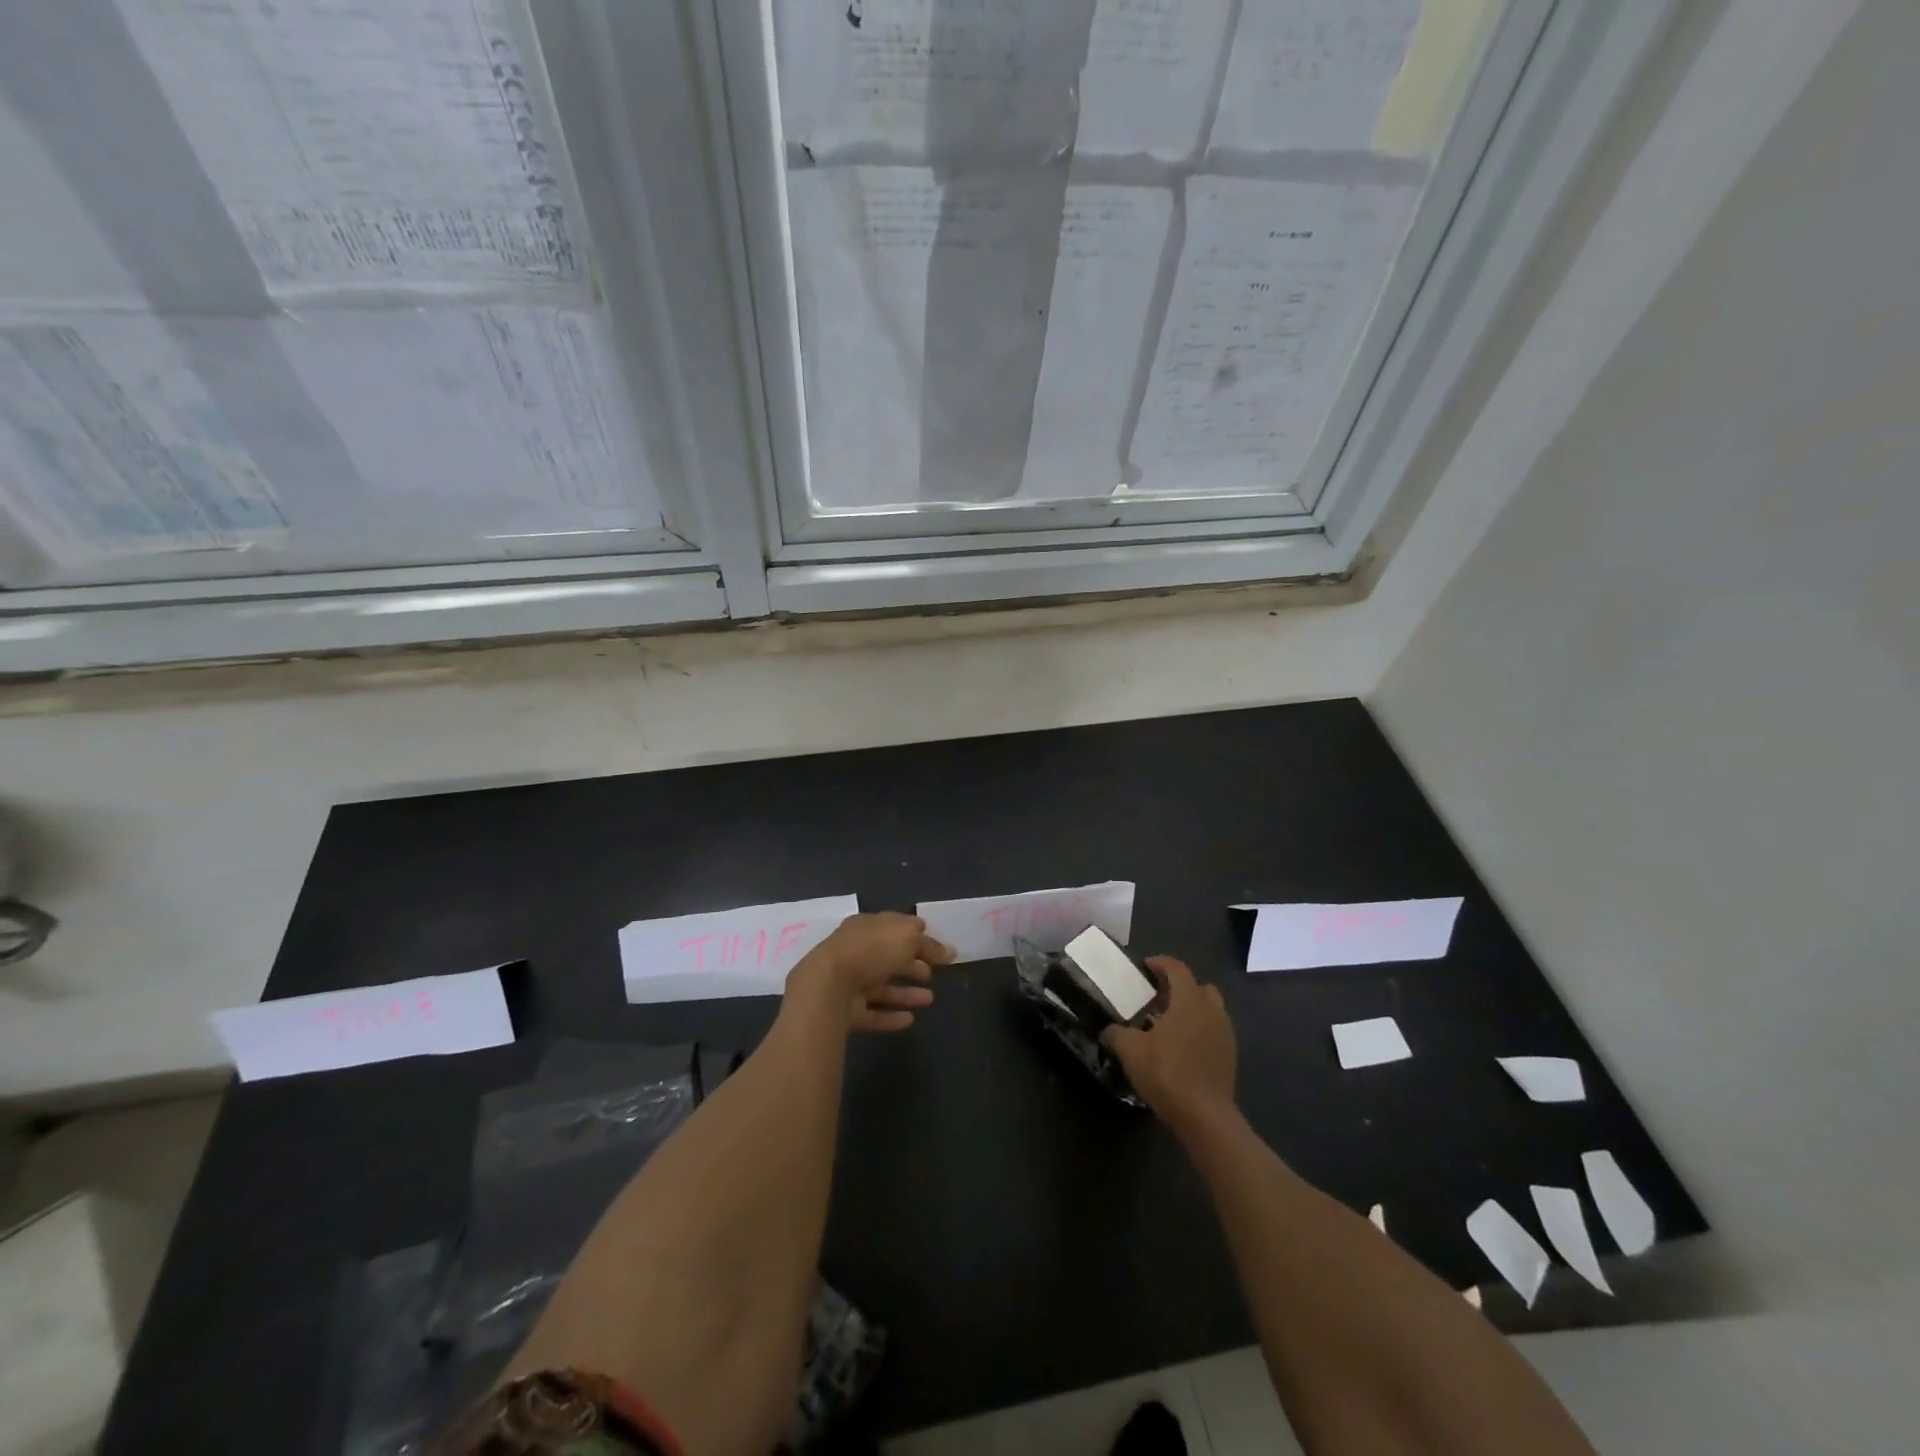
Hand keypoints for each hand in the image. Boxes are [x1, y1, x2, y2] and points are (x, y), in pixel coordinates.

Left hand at [787, 912, 955, 1032]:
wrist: (828, 987)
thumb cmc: (870, 951)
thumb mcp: (907, 938)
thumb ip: (928, 944)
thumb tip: (947, 950)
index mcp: (865, 927)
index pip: (893, 927)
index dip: (915, 934)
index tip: (935, 946)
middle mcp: (855, 952)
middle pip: (887, 958)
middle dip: (911, 964)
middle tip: (932, 973)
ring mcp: (848, 983)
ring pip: (882, 987)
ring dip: (906, 993)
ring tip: (930, 999)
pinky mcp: (846, 1012)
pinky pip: (873, 1013)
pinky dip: (891, 1016)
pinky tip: (910, 1019)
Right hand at [1102, 957, 1236, 1134]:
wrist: (1205, 1117)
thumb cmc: (1168, 1073)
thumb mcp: (1131, 1051)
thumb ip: (1116, 1034)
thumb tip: (1107, 1030)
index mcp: (1190, 1001)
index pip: (1177, 969)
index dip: (1160, 963)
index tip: (1145, 966)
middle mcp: (1212, 1011)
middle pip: (1199, 987)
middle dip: (1180, 987)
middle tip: (1158, 997)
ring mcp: (1225, 1035)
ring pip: (1210, 1010)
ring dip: (1191, 1010)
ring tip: (1168, 1024)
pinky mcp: (1229, 1057)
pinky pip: (1213, 1032)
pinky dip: (1199, 1031)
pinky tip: (1181, 1048)